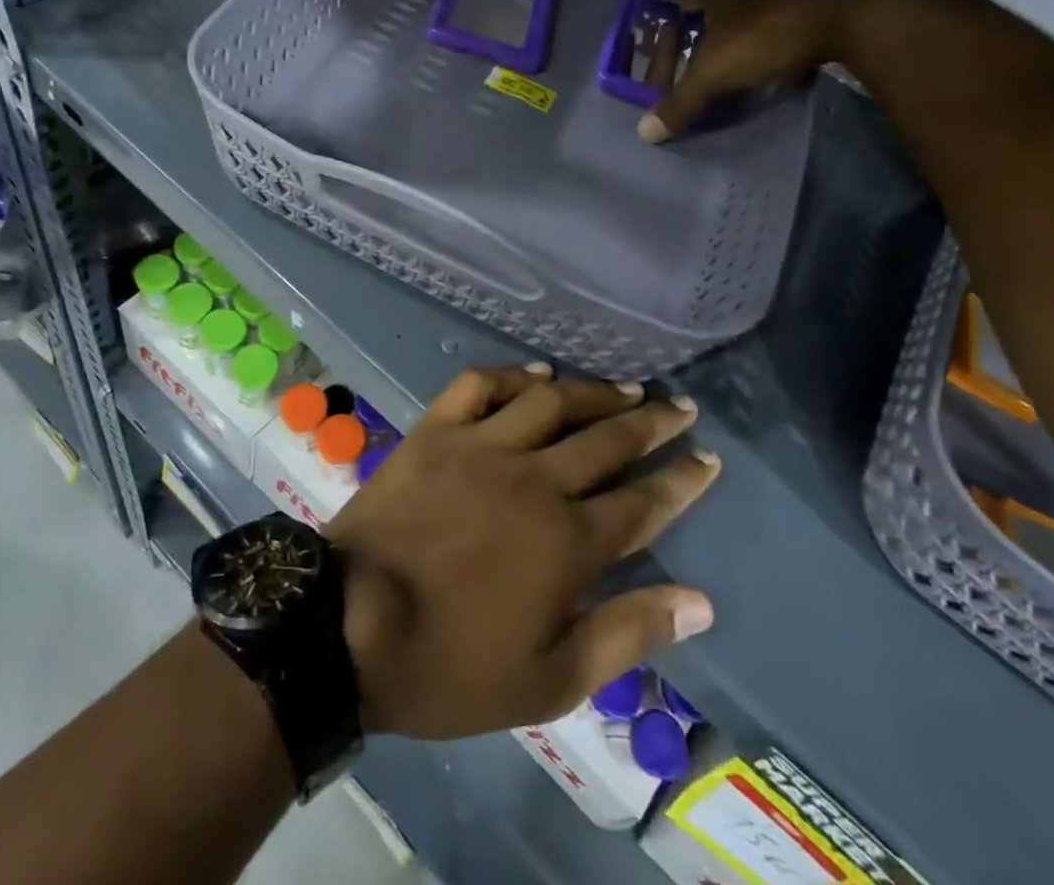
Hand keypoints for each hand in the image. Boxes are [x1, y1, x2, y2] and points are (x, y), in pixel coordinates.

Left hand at [327, 363, 719, 738]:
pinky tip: (538, 372)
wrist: (346, 626)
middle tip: (680, 406)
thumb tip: (699, 603)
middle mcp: (536, 479)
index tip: (707, 456)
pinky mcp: (437, 430)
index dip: (682, 479)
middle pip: (608, 440)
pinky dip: (513, 374)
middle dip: (652, 423)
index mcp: (568, 542)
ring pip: (553, 402)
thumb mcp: (549, 681)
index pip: (644, 502)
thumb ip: (627, 636)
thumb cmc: (449, 665)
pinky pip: (482, 385)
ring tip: (627, 387)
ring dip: (595, 392)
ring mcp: (483, 446)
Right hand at [636, 0, 968, 141]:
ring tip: (716, 41)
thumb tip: (646, 133)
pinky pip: (776, 6)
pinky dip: (762, 24)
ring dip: (727, 13)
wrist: (860, 13)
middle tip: (674, 27)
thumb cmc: (770, 32)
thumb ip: (682, 102)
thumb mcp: (717, 72)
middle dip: (688, 4)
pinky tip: (764, 50)